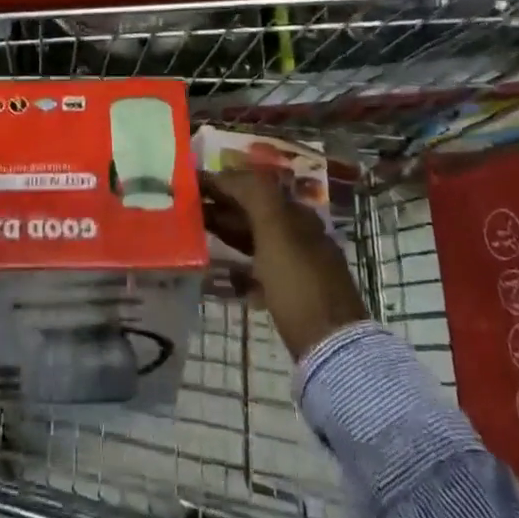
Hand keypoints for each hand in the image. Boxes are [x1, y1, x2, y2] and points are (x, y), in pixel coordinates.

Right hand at [201, 169, 368, 359]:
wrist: (332, 346)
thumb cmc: (299, 283)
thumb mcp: (276, 231)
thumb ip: (255, 195)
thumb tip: (229, 171)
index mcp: (297, 215)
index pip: (255, 187)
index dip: (223, 182)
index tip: (191, 183)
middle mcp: (299, 235)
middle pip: (254, 212)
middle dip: (222, 207)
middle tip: (187, 208)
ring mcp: (297, 266)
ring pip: (256, 240)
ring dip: (227, 233)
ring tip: (196, 233)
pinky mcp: (293, 295)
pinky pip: (259, 271)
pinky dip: (239, 267)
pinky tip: (221, 274)